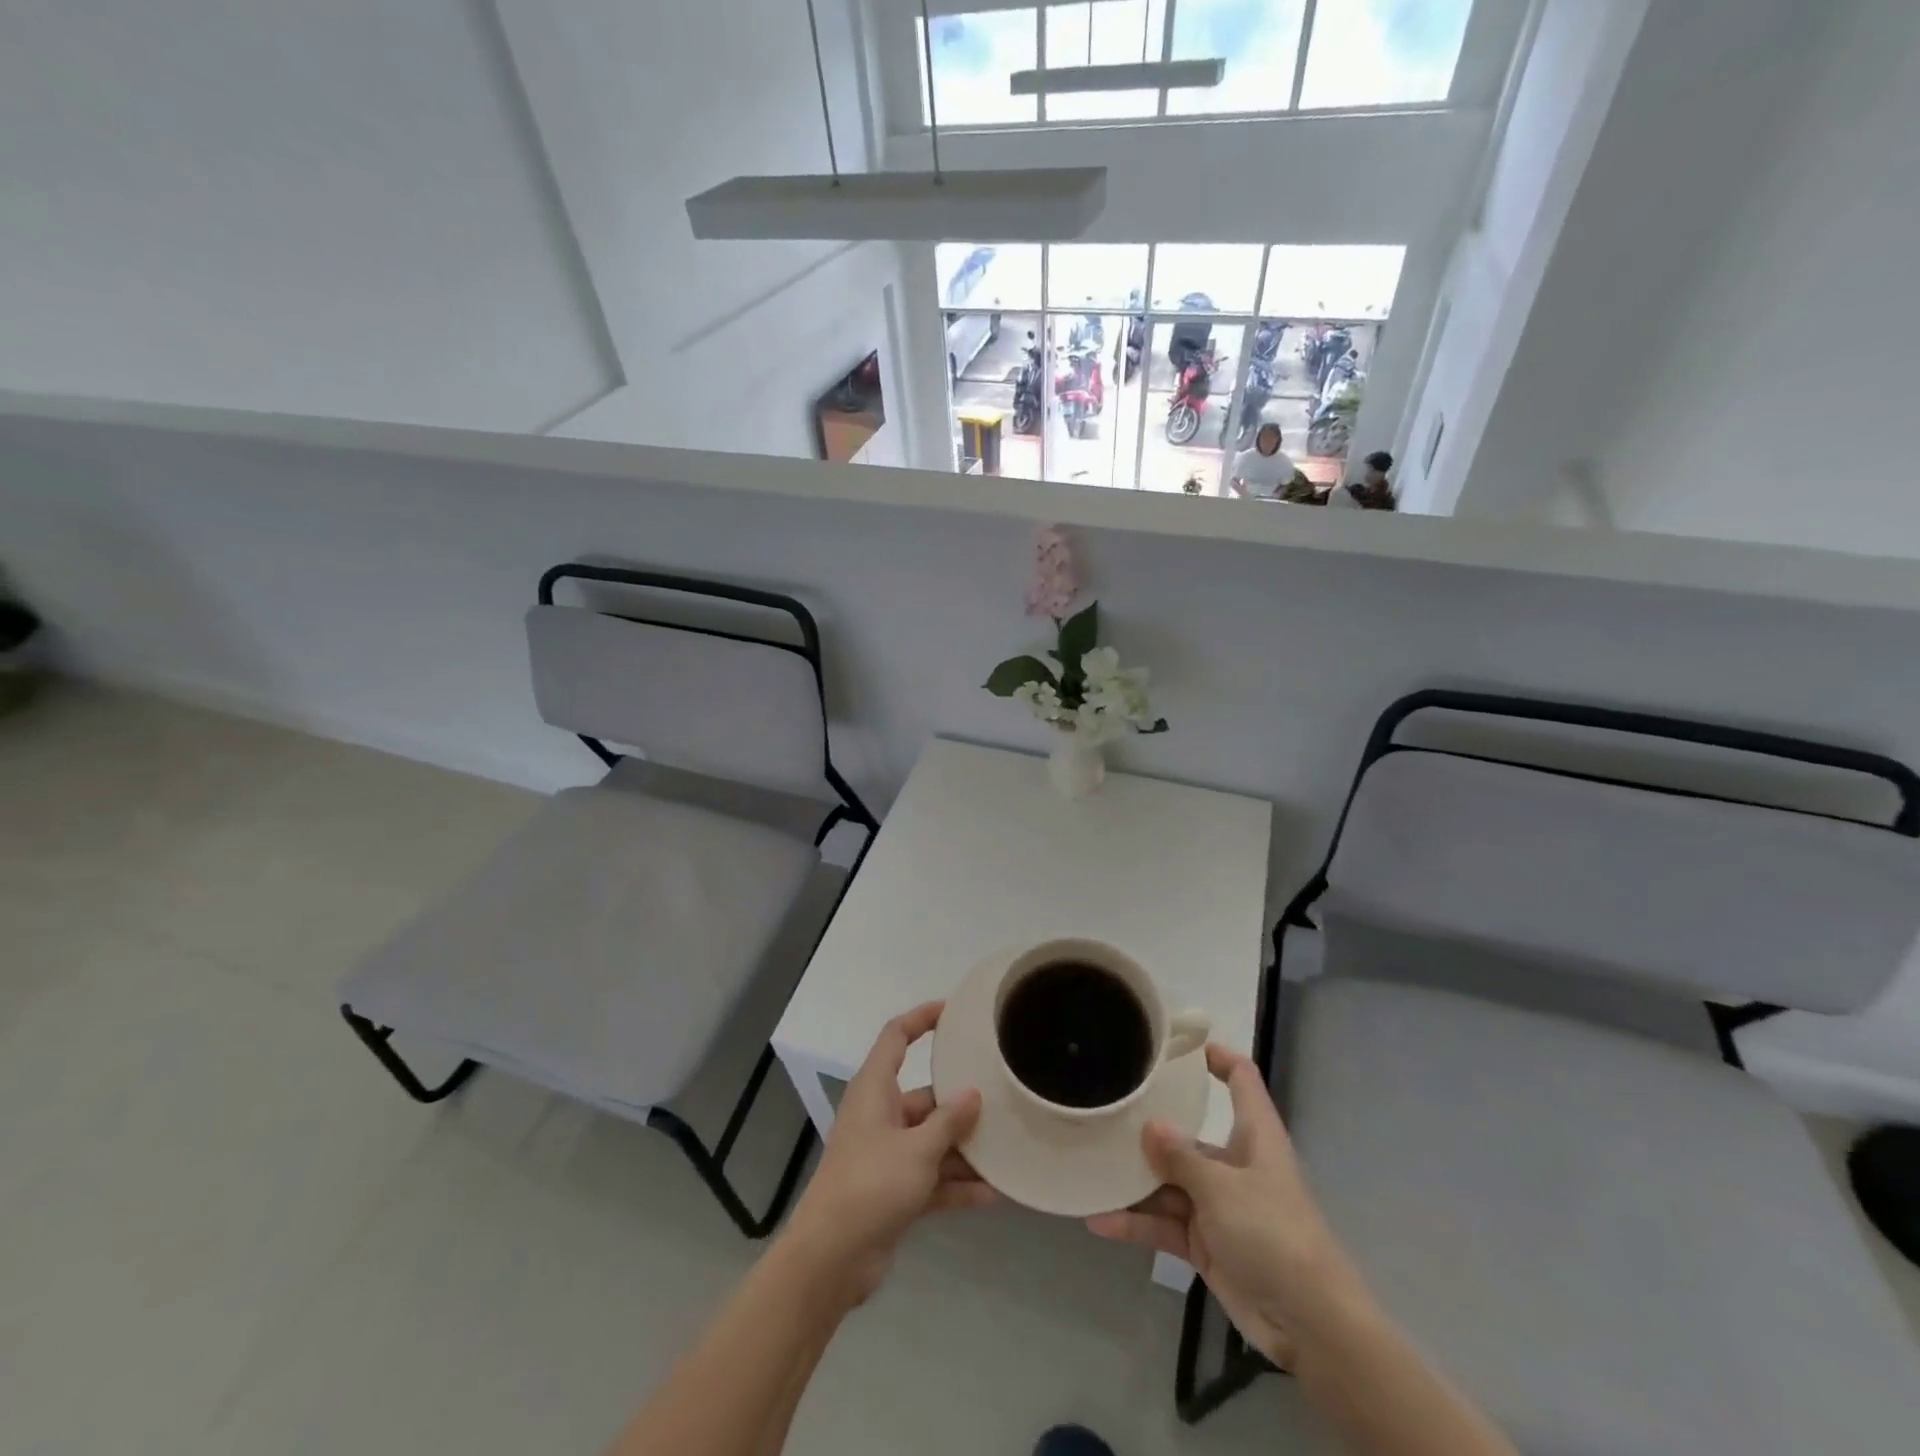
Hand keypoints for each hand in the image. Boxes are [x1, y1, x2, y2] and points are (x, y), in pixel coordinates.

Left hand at [782, 1002, 993, 1302]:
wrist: (831, 1258)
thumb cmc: (871, 1185)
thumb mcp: (917, 1149)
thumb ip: (949, 1121)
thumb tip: (973, 1094)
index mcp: (875, 1090)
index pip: (896, 1037)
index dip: (922, 1018)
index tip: (953, 1011)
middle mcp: (881, 1115)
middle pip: (925, 1096)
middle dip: (961, 1100)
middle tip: (1001, 1096)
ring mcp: (886, 1154)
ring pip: (932, 1140)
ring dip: (964, 1148)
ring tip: (1006, 1149)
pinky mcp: (892, 1190)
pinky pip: (931, 1177)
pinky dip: (956, 1184)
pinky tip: (993, 1194)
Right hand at [1086, 1044, 1362, 1366]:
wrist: (1309, 1324)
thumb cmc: (1272, 1233)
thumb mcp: (1222, 1188)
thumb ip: (1181, 1156)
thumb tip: (1150, 1125)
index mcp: (1254, 1137)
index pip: (1241, 1080)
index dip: (1216, 1057)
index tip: (1177, 1046)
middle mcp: (1235, 1164)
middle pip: (1189, 1135)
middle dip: (1150, 1128)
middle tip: (1107, 1110)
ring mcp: (1219, 1206)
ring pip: (1170, 1183)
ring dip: (1135, 1182)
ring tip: (1090, 1167)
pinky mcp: (1207, 1243)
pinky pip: (1166, 1224)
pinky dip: (1137, 1223)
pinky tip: (1099, 1220)